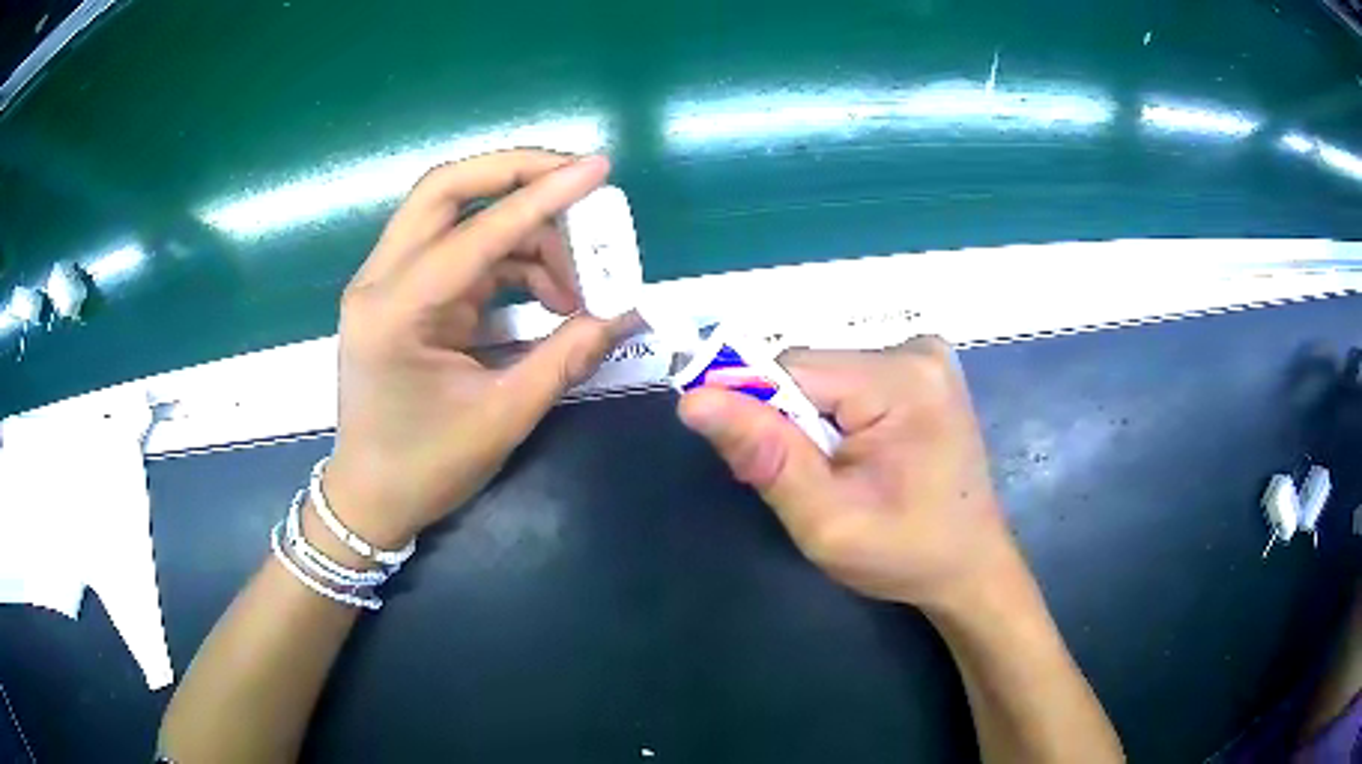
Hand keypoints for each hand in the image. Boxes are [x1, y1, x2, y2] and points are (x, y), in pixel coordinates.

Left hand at [323, 150, 625, 548]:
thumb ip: (566, 356)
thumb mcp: (502, 416)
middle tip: (578, 180)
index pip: (476, 233)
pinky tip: (548, 293)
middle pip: (445, 189)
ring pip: (455, 215)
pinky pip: (460, 251)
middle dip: (516, 173)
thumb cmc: (425, 468)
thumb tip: (626, 313)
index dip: (542, 196)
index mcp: (395, 312)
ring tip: (577, 278)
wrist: (369, 498)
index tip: (596, 169)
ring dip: (521, 228)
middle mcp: (381, 280)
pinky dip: (508, 258)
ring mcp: (387, 283)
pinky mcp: (402, 294)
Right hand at [677, 337, 1021, 611]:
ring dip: (813, 424)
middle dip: (791, 424)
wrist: (969, 566)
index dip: (761, 415)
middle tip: (810, 483)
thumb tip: (694, 399)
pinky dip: (837, 419)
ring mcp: (924, 356)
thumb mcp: (827, 520)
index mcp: (902, 380)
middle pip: (810, 370)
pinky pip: (849, 382)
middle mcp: (916, 350)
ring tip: (839, 475)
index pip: (791, 369)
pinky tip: (859, 458)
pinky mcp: (922, 371)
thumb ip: (765, 456)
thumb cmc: (905, 553)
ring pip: (825, 377)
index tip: (763, 467)